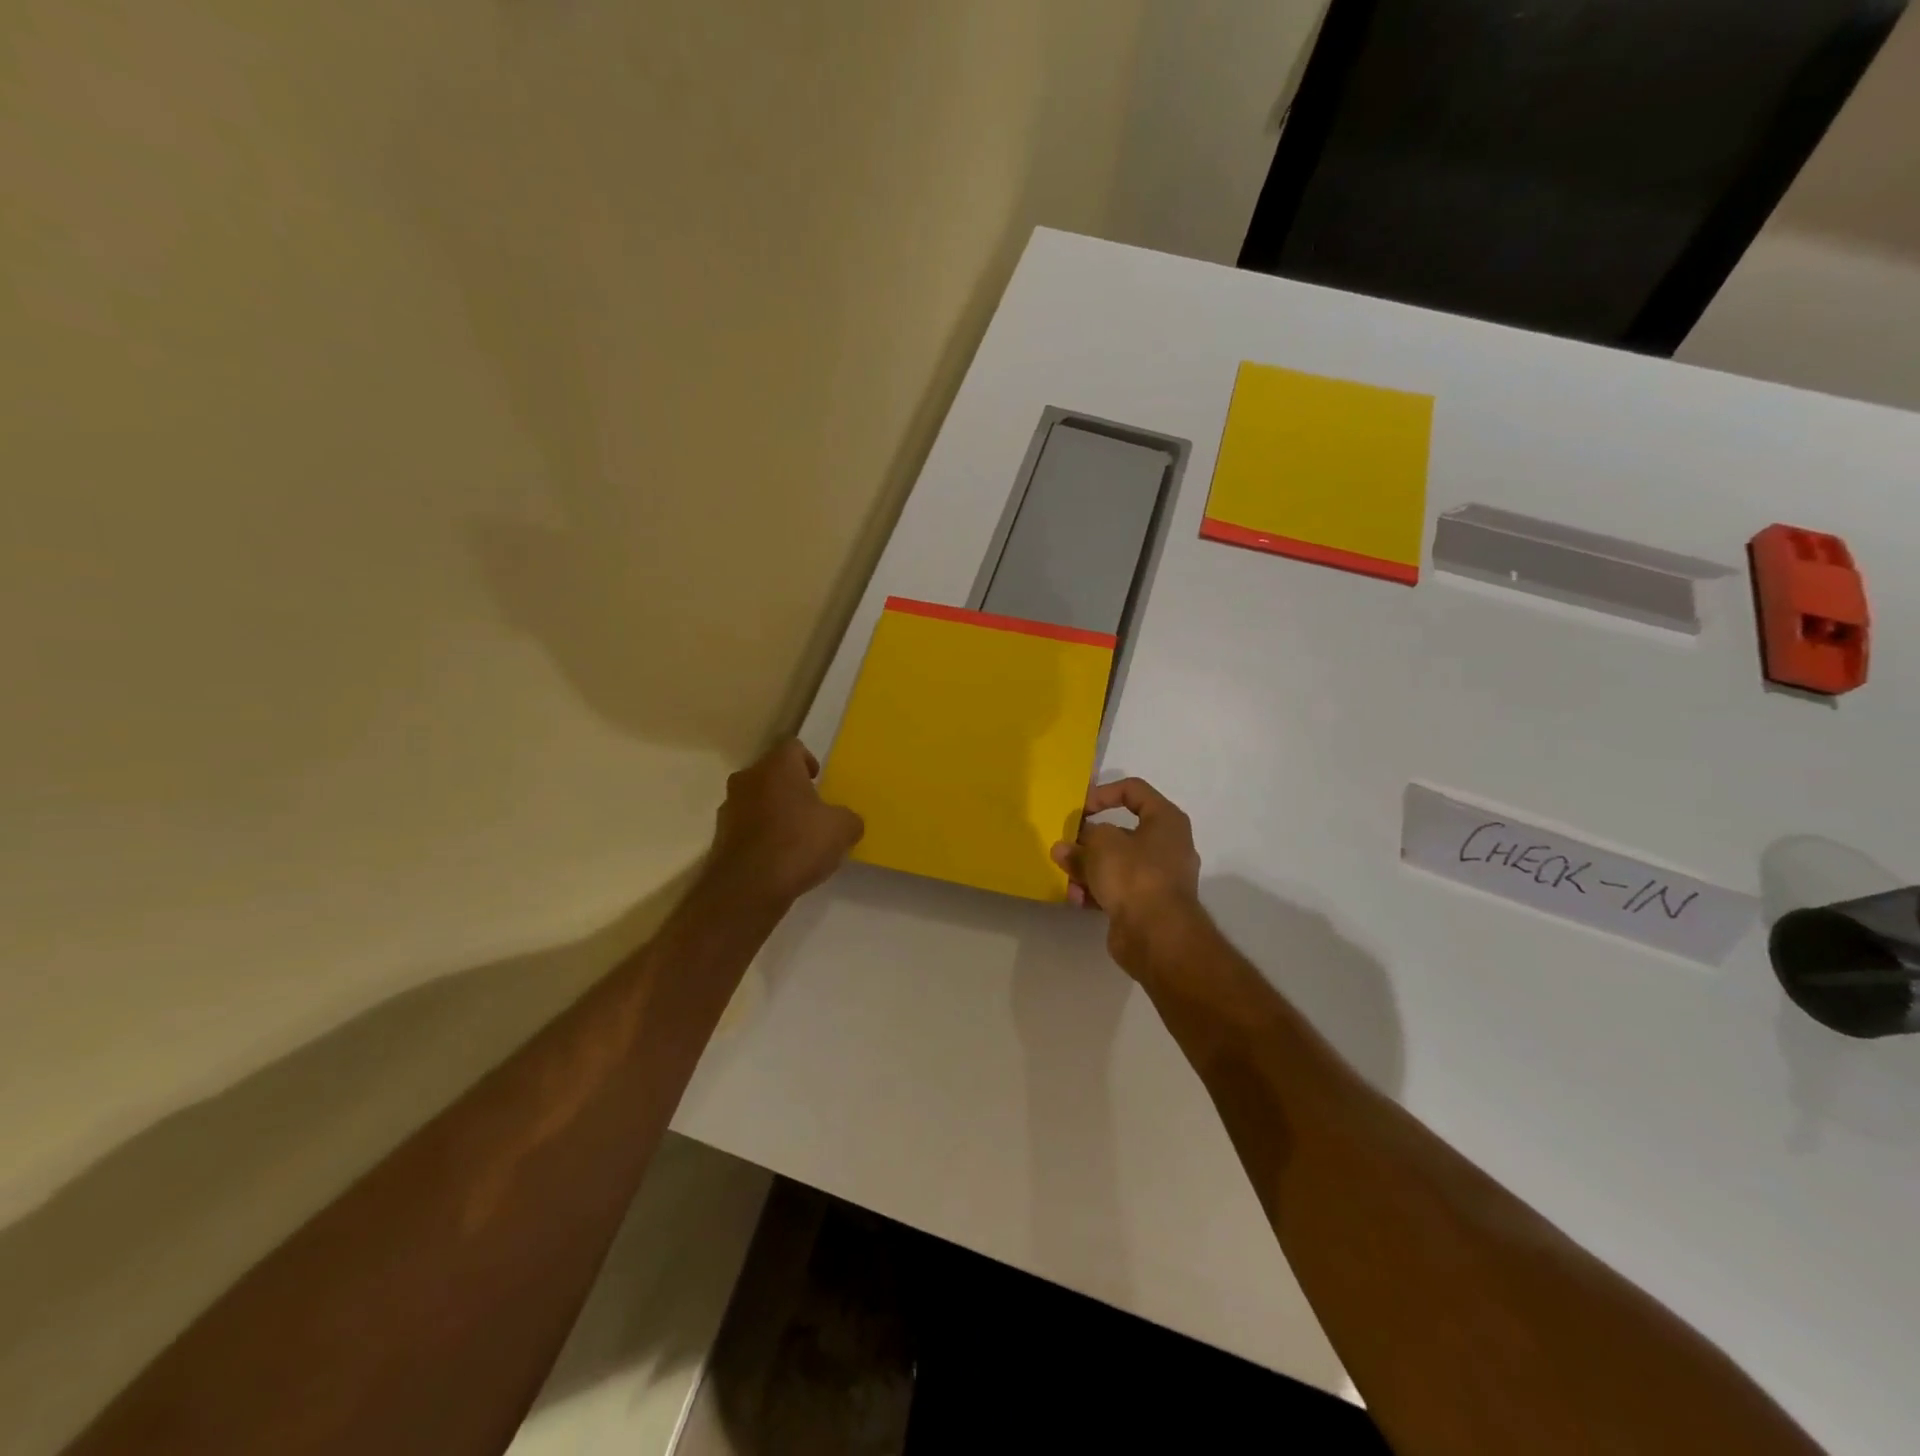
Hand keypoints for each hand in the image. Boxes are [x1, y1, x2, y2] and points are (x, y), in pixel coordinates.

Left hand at [709, 739, 863, 905]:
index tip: (818, 780)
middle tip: (811, 809)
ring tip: (795, 837)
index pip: (793, 747)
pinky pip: (746, 827)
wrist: (749, 887)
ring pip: (756, 799)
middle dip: (790, 787)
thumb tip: (847, 822)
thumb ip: (849, 819)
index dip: (808, 760)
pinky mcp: (720, 837)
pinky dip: (760, 835)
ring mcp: (729, 808)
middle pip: (772, 773)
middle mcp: (748, 779)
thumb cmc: (799, 843)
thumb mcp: (842, 829)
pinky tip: (778, 857)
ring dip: (773, 811)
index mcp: (777, 766)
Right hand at [1051, 777, 1202, 971]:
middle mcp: (1167, 846)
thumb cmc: (1134, 874)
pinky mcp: (1148, 906)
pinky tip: (1076, 898)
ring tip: (1066, 876)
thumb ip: (1080, 841)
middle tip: (1065, 846)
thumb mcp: (1100, 844)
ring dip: (1088, 868)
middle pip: (1121, 832)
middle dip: (1089, 841)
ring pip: (1116, 864)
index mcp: (1166, 820)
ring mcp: (1159, 878)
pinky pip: (1117, 890)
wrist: (1158, 936)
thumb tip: (1066, 848)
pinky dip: (1096, 891)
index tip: (1079, 809)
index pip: (1133, 791)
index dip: (1103, 793)